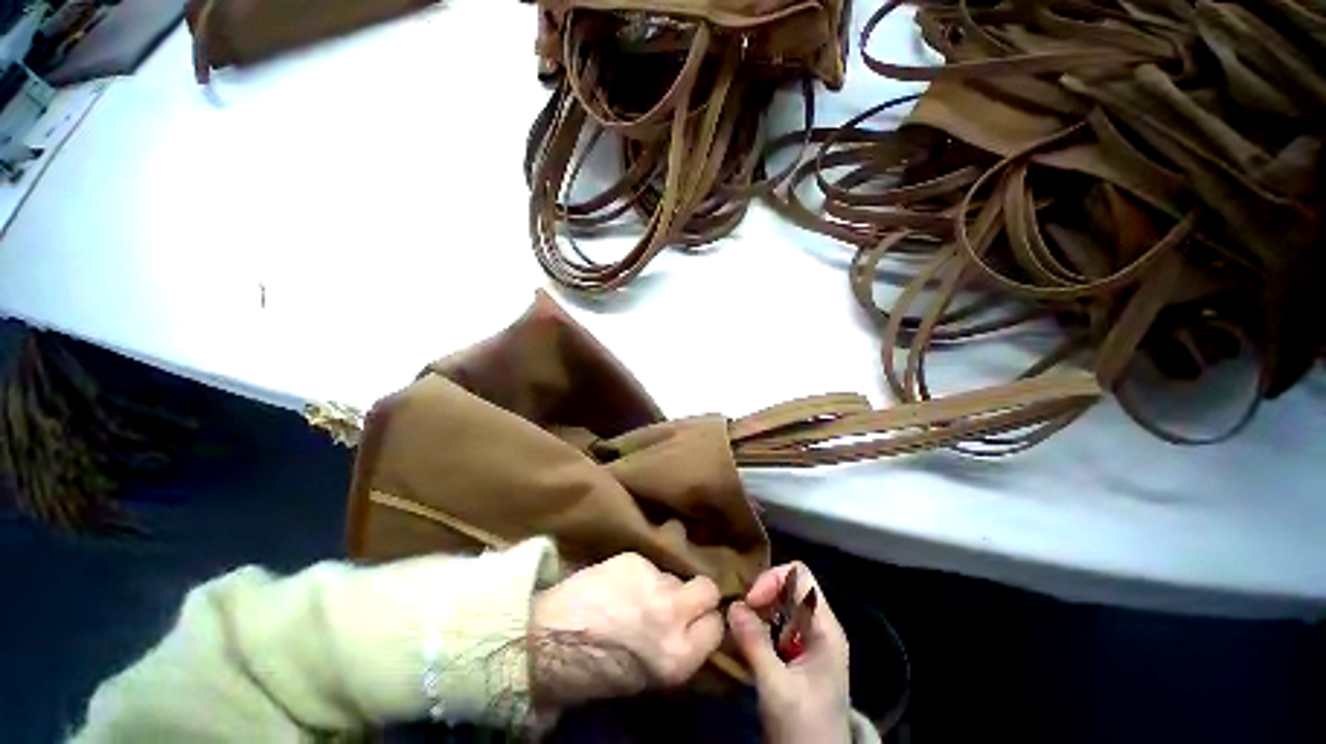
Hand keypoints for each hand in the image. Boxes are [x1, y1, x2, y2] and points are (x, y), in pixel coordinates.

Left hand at [529, 553, 723, 709]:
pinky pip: (644, 565)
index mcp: (682, 657)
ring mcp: (653, 587)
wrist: (541, 644)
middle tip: (667, 606)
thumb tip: (691, 635)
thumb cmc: (591, 673)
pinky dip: (631, 574)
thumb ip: (680, 654)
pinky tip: (609, 586)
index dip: (702, 624)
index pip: (717, 626)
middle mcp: (675, 618)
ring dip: (657, 586)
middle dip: (693, 597)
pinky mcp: (629, 562)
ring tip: (629, 598)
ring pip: (672, 576)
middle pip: (707, 591)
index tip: (689, 626)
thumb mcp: (649, 679)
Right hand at [728, 563, 851, 743]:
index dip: (772, 581)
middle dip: (759, 598)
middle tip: (730, 620)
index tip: (745, 604)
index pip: (802, 579)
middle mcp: (820, 631)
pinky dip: (756, 635)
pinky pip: (776, 636)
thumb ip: (755, 644)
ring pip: (780, 615)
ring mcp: (808, 647)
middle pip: (790, 593)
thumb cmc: (802, 718)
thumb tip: (734, 605)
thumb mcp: (776, 683)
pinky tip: (737, 648)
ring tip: (730, 634)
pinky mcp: (796, 663)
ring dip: (755, 618)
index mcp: (825, 629)